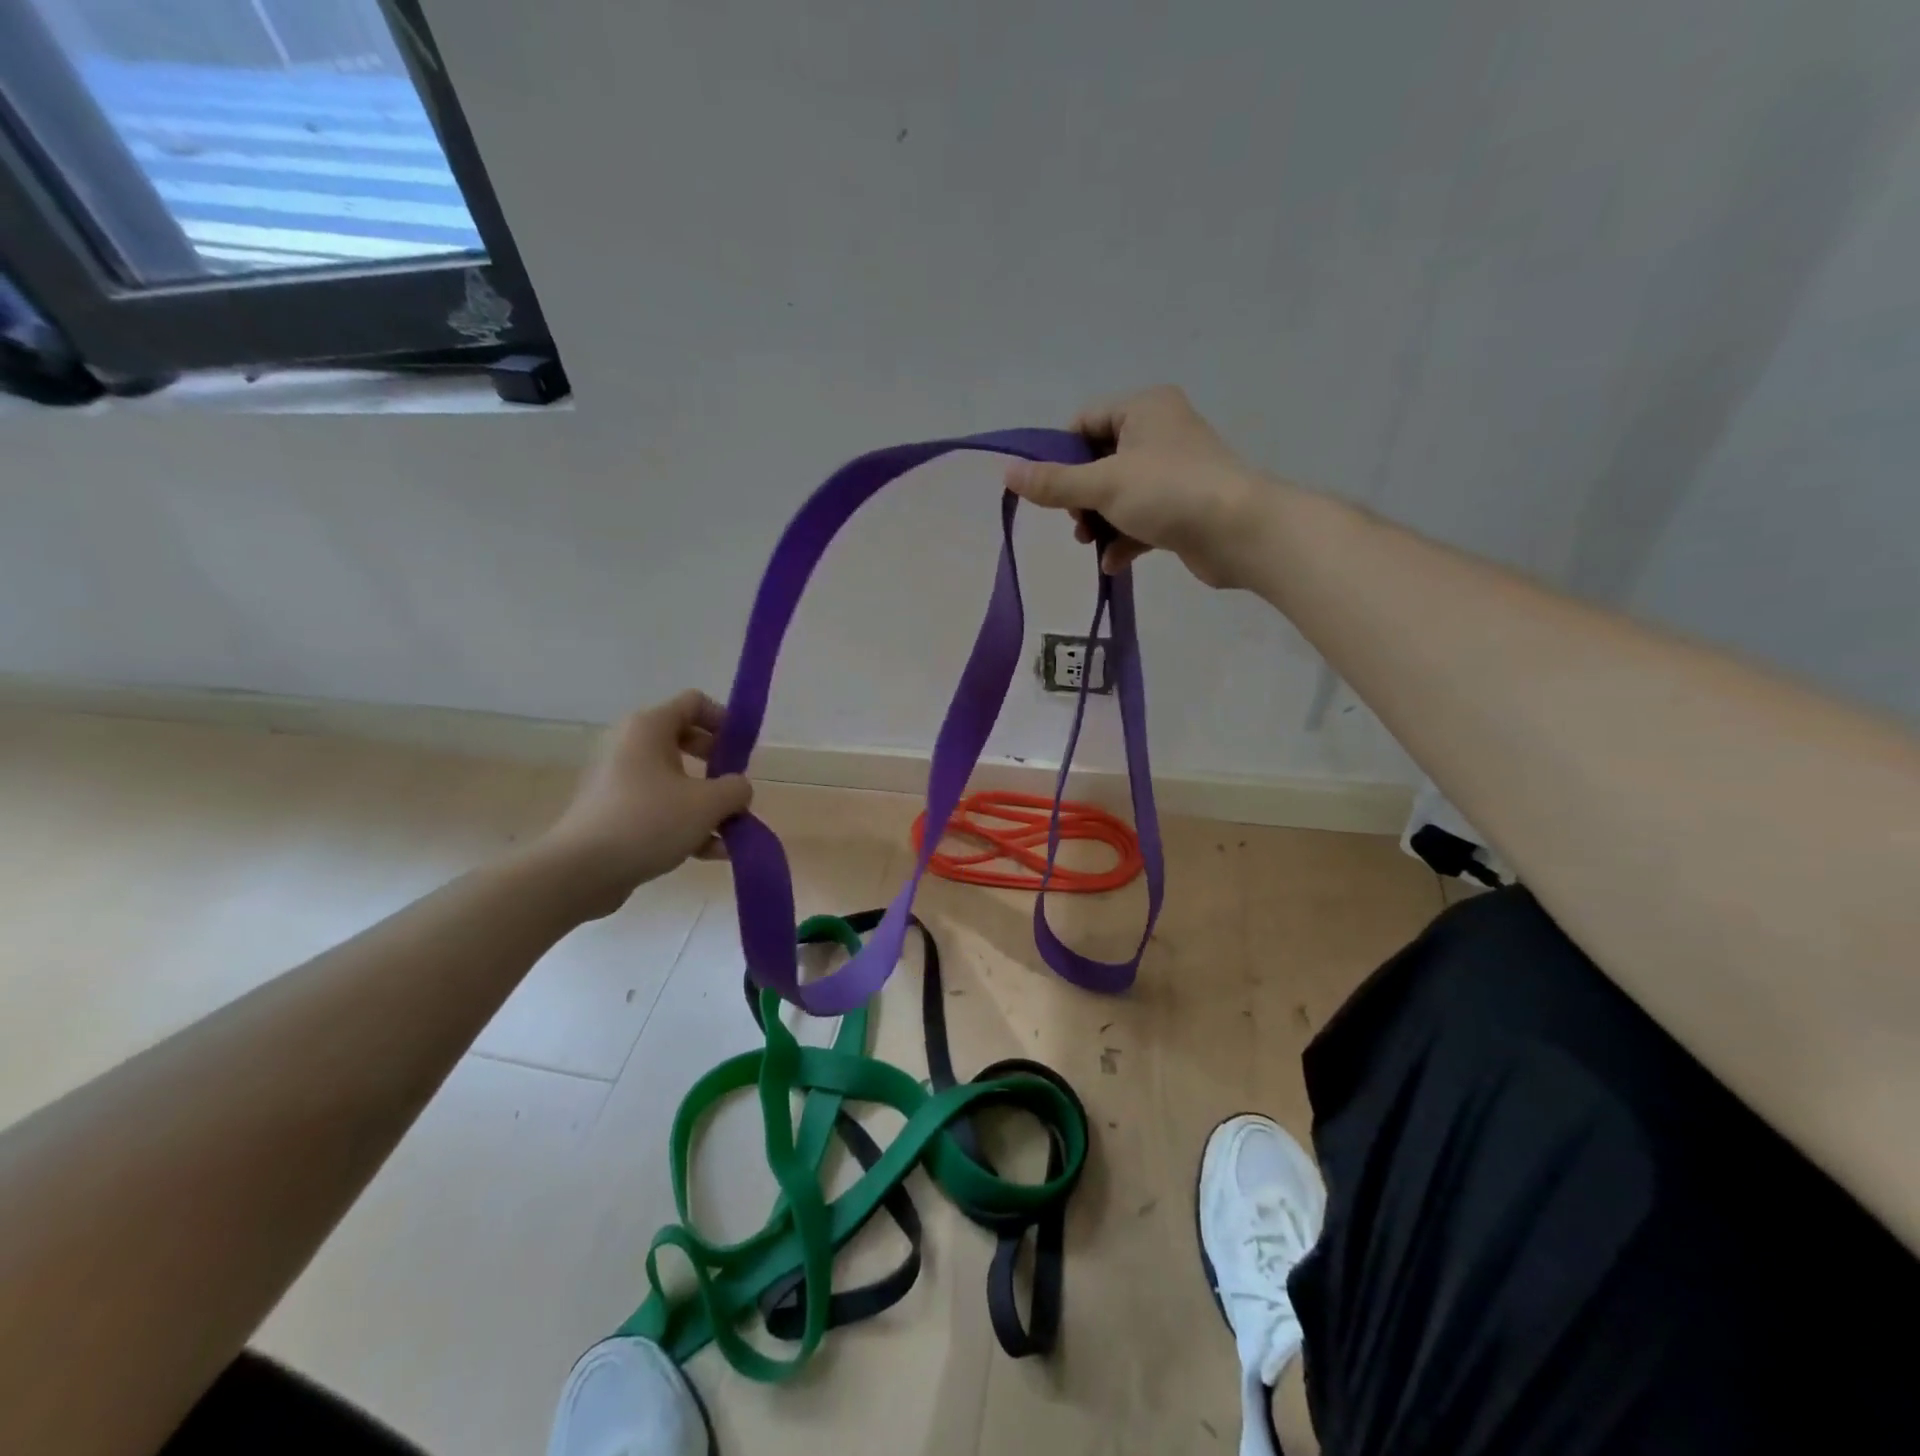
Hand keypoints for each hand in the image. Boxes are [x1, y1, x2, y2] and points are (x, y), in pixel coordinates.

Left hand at [536, 691, 752, 917]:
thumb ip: (736, 789)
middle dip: (719, 768)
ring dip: (708, 804)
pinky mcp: (614, 812)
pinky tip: (711, 852)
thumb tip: (738, 789)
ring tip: (731, 834)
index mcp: (649, 728)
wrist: (580, 871)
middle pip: (688, 742)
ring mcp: (620, 780)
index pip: (694, 703)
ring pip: (676, 781)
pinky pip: (660, 808)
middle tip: (736, 790)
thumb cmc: (648, 822)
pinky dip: (686, 824)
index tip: (744, 750)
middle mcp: (631, 746)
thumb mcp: (708, 804)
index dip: (725, 720)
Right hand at [1004, 385, 1275, 589]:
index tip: (1049, 490)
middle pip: (1099, 462)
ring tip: (1090, 543)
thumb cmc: (1169, 492)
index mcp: (1144, 408)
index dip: (1060, 456)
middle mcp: (1160, 432)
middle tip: (1076, 521)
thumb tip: (1006, 473)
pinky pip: (1141, 519)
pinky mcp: (1183, 508)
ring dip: (1099, 522)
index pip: (1085, 422)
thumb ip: (1053, 482)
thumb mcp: (1103, 484)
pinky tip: (1114, 563)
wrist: (1240, 532)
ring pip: (1119, 495)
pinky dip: (1125, 539)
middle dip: (1081, 497)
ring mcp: (1174, 472)